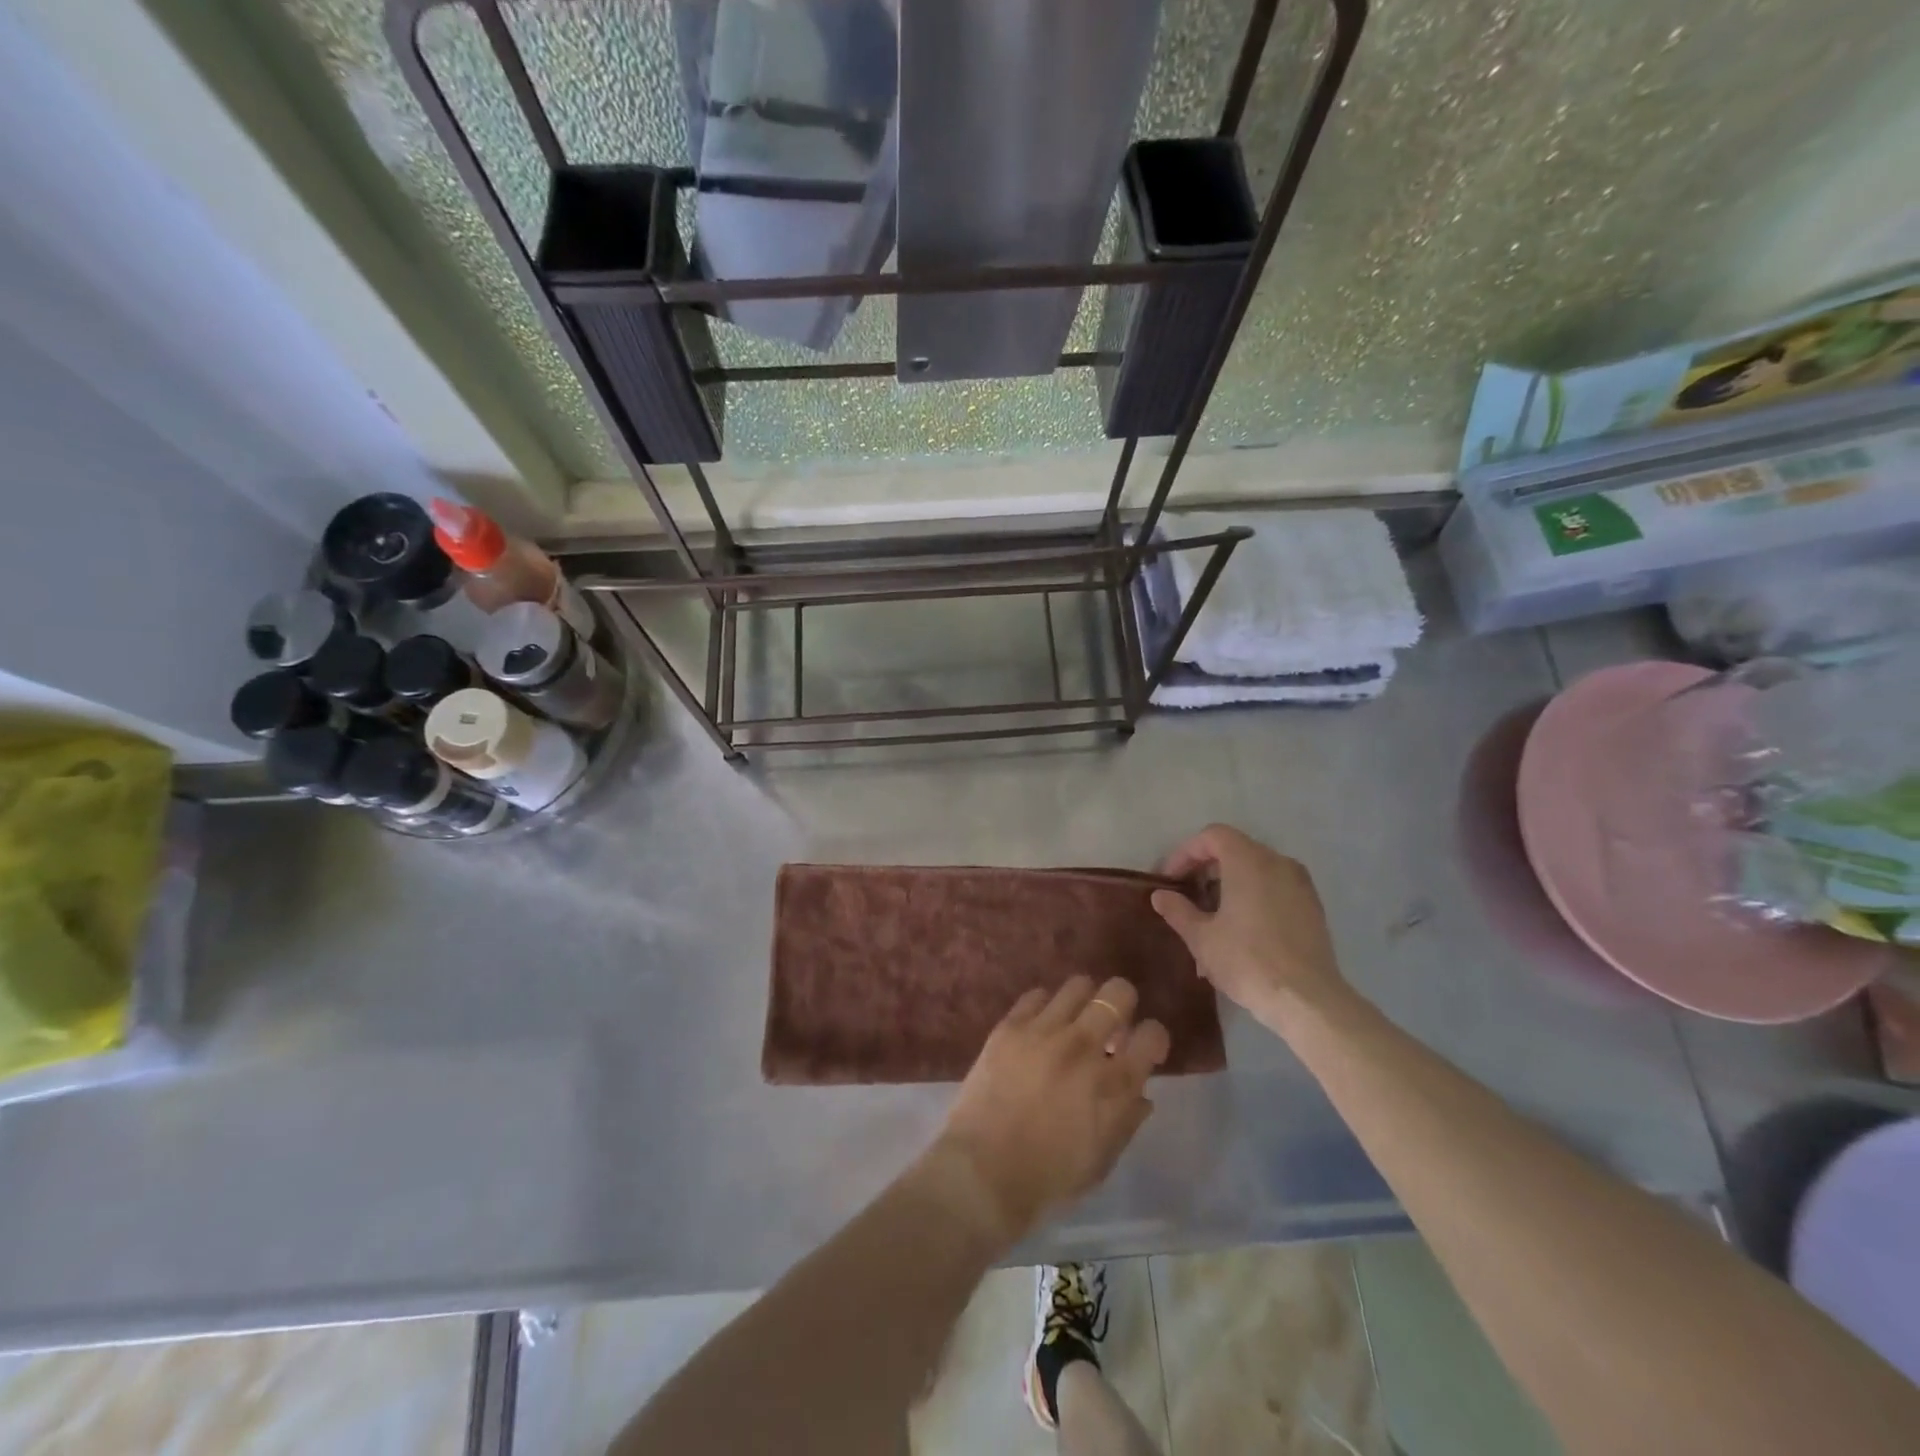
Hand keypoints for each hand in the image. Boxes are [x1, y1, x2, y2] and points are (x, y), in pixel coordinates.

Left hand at [930, 976, 1169, 1244]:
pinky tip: (1040, 1026)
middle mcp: (1084, 1047)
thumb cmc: (1050, 1178)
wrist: (984, 1172)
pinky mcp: (1010, 1026)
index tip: (1143, 1047)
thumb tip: (1141, 1093)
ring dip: (1083, 1001)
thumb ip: (1126, 1120)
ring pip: (1078, 985)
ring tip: (1074, 1019)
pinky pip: (1036, 995)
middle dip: (1122, 1003)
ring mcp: (1045, 1031)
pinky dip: (1045, 1007)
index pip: (1152, 1034)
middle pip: (1117, 993)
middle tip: (1110, 1023)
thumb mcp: (1102, 1160)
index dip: (1153, 1037)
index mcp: (1114, 1084)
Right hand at [1150, 824, 1348, 1029]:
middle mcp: (1277, 862)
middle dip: (1206, 870)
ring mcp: (1300, 884)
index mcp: (1249, 861)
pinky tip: (1240, 931)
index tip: (1170, 880)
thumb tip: (1161, 895)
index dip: (1185, 853)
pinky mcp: (1312, 907)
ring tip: (1211, 920)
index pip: (1212, 836)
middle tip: (1187, 898)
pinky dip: (1253, 897)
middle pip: (1234, 850)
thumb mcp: (1201, 937)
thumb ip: (1178, 910)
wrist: (1308, 1001)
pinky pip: (1274, 889)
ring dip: (1228, 886)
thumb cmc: (1248, 961)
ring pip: (1255, 870)